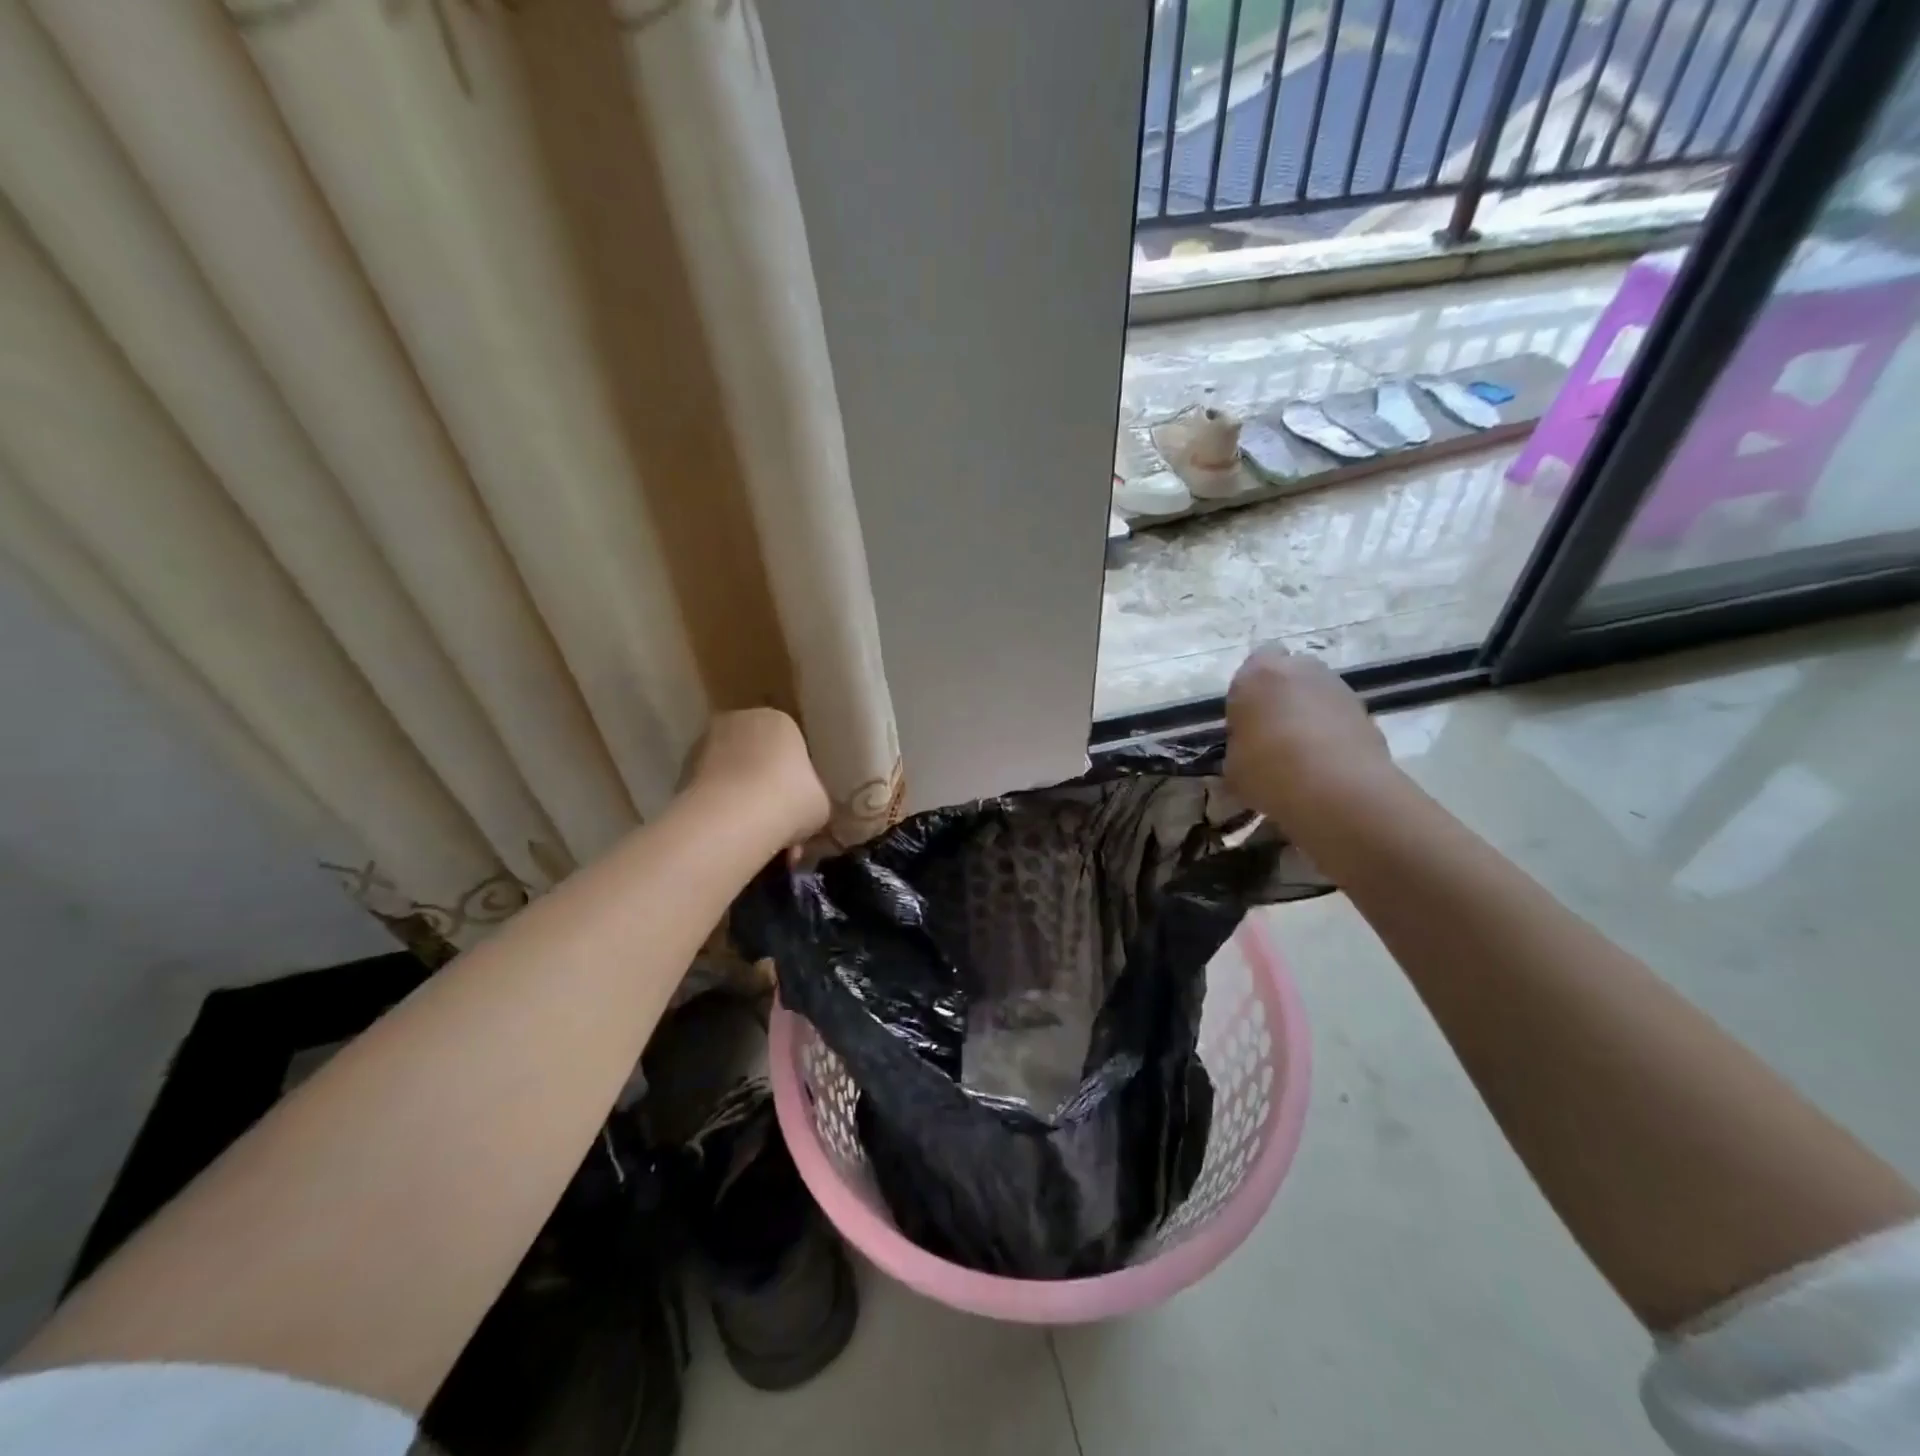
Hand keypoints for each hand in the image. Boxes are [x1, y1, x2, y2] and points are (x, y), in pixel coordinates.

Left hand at [686, 708, 831, 848]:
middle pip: (758, 759)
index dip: (796, 780)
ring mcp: (705, 744)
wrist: (734, 819)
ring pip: (732, 777)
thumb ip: (811, 797)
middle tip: (778, 826)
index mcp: (779, 720)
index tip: (798, 807)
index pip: (791, 747)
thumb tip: (802, 808)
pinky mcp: (680, 772)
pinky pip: (711, 793)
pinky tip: (733, 839)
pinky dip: (720, 812)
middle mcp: (739, 721)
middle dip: (766, 791)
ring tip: (755, 840)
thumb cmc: (790, 800)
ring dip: (742, 804)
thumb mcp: (820, 802)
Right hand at [1225, 646, 1394, 832]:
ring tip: (1300, 755)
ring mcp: (1337, 686)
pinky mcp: (1365, 709)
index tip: (1244, 725)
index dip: (1246, 696)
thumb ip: (1237, 751)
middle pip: (1285, 676)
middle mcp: (1298, 669)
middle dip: (1279, 699)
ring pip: (1314, 694)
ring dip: (1307, 714)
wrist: (1340, 788)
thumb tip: (1246, 756)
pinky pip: (1337, 716)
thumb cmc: (1270, 770)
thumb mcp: (1232, 768)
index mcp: (1256, 675)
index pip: (1247, 670)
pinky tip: (1325, 764)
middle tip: (1271, 736)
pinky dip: (1331, 732)